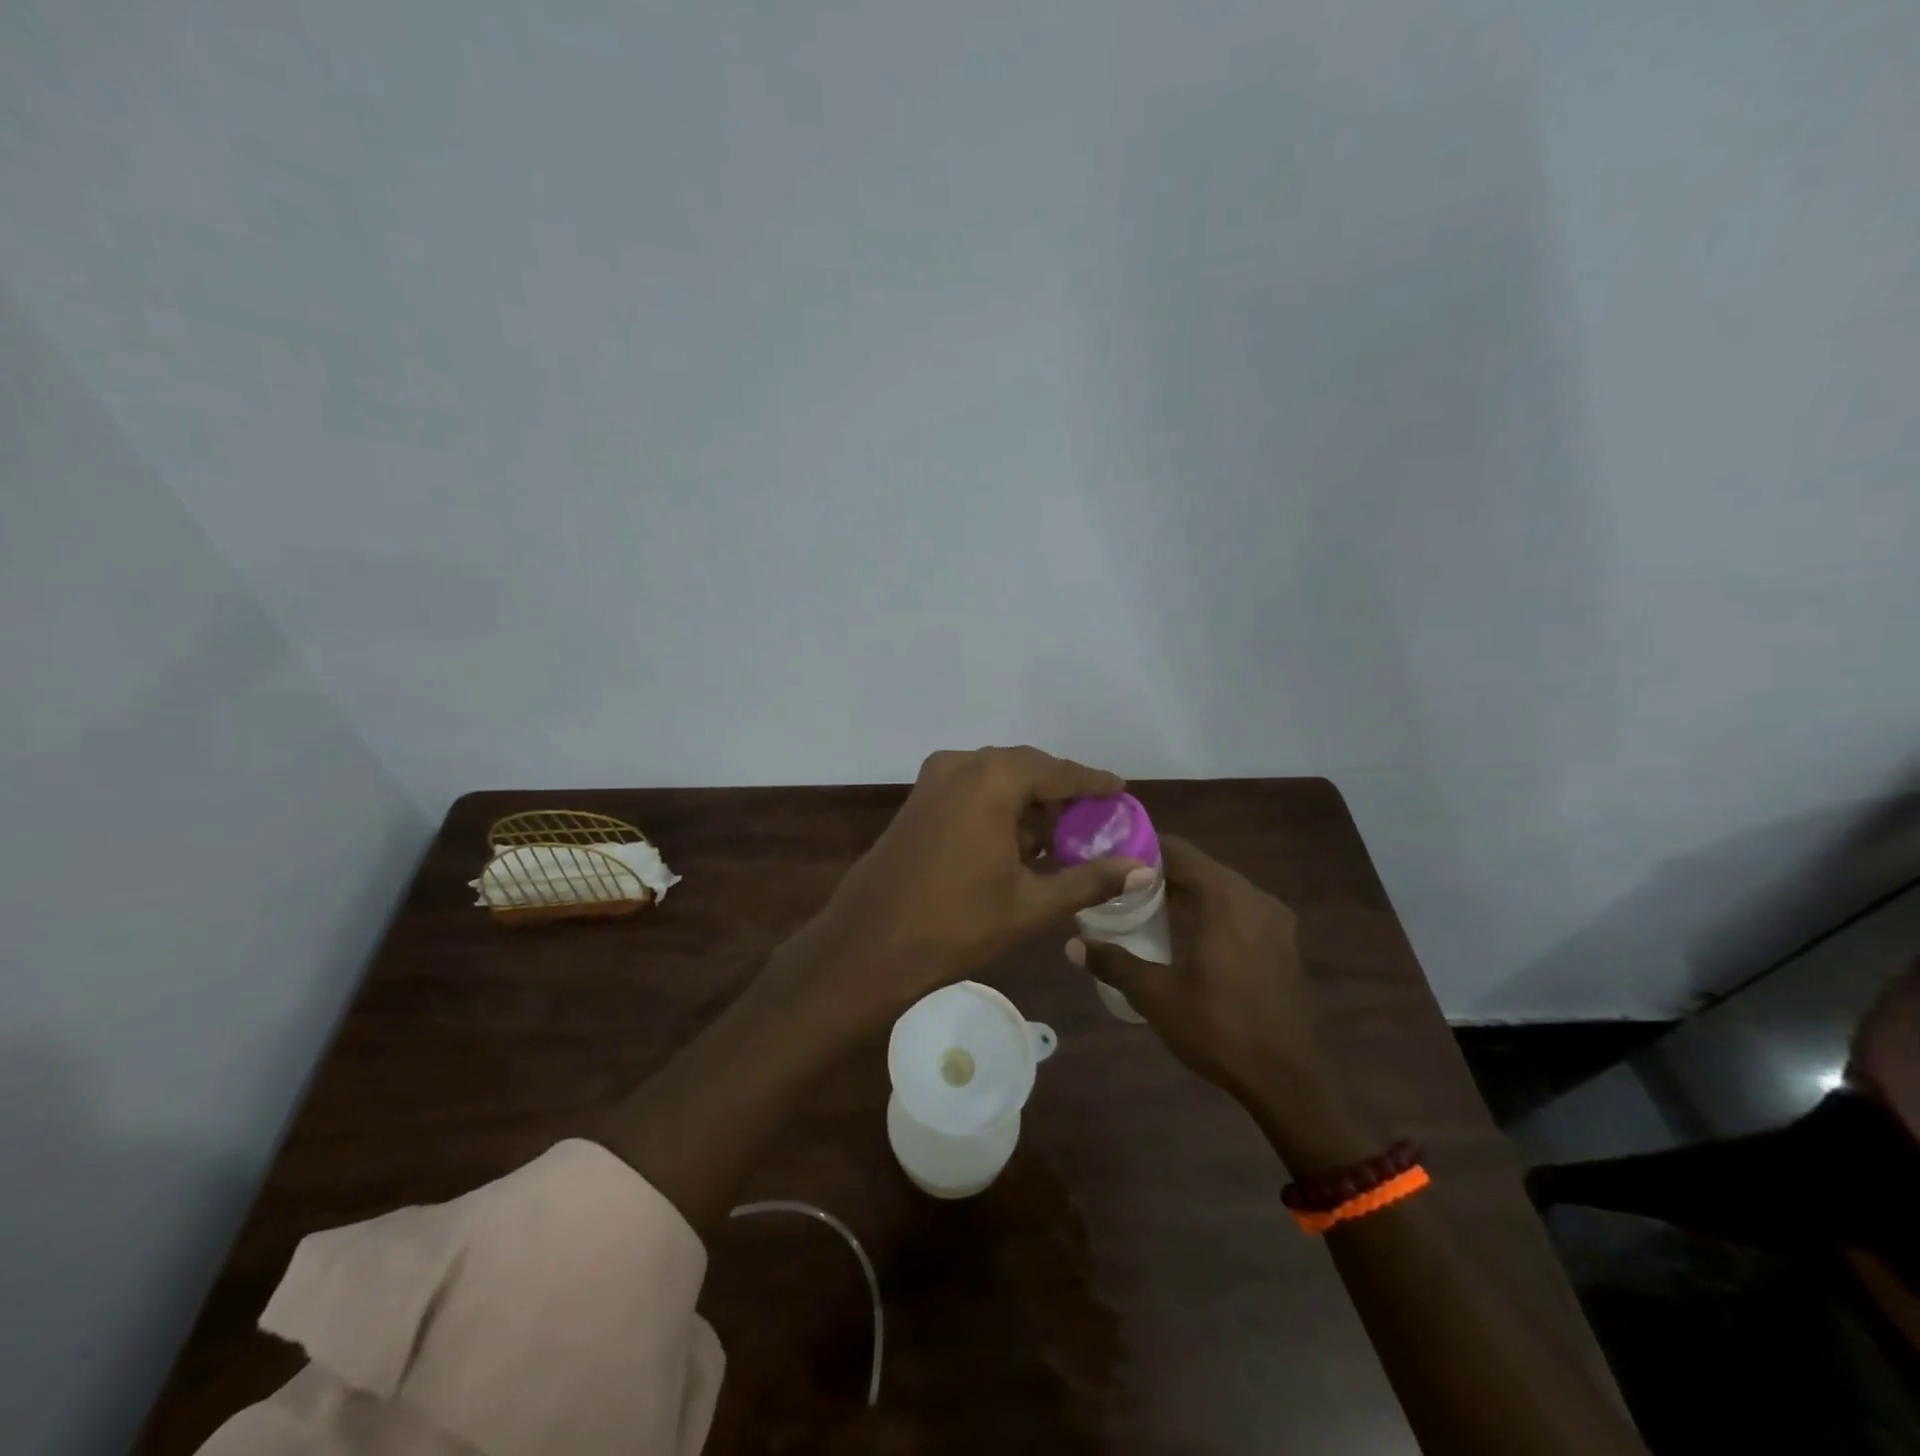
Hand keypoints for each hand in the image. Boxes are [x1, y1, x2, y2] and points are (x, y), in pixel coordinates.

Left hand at [788, 747, 1144, 1020]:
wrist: (869, 945)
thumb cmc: (957, 923)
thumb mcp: (1031, 903)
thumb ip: (1089, 879)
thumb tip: (1142, 870)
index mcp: (992, 779)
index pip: (1057, 771)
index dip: (1092, 781)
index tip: (1120, 789)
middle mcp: (961, 765)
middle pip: (1025, 767)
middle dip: (1059, 791)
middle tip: (1092, 817)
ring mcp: (932, 781)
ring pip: (995, 777)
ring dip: (1027, 800)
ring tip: (1059, 835)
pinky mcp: (917, 800)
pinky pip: (970, 789)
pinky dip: (997, 806)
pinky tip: (1016, 841)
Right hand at [1068, 836, 1365, 1168]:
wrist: (1287, 1081)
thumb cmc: (1219, 1028)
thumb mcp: (1156, 995)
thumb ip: (1114, 962)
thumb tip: (1072, 945)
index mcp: (1226, 898)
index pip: (1179, 852)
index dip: (1143, 850)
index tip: (1110, 857)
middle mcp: (1255, 897)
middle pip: (1200, 868)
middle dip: (1160, 873)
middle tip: (1119, 885)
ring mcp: (1275, 920)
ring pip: (1221, 889)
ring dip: (1186, 892)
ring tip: (1145, 906)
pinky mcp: (1283, 943)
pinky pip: (1239, 909)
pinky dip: (1210, 910)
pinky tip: (1185, 934)